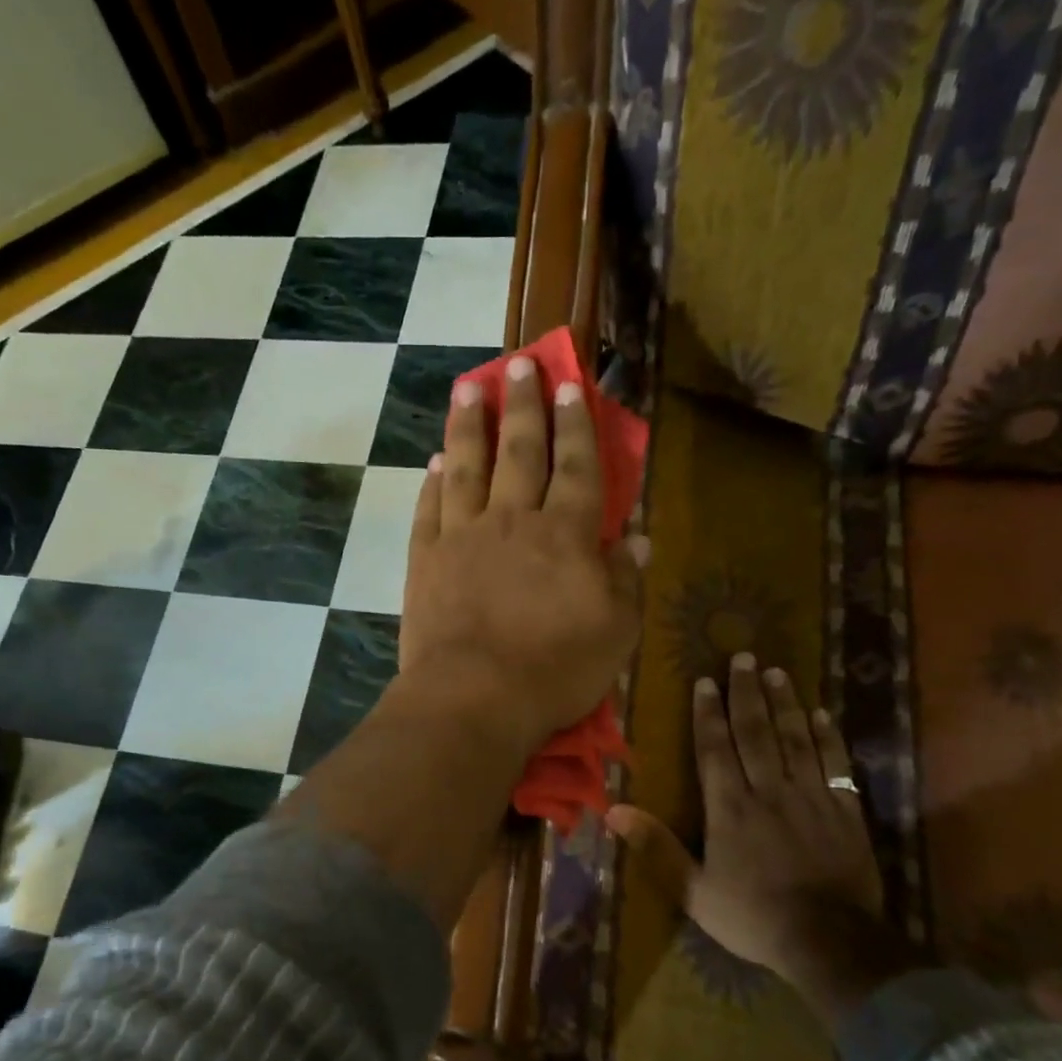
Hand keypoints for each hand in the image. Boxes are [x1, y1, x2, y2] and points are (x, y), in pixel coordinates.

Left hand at [398, 356, 645, 752]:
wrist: (474, 697)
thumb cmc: (555, 669)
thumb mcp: (616, 632)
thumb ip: (625, 580)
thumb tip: (635, 537)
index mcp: (566, 534)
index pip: (577, 467)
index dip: (578, 424)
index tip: (573, 383)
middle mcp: (514, 521)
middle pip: (521, 451)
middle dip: (524, 405)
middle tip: (522, 364)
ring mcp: (463, 537)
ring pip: (468, 467)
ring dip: (470, 424)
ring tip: (470, 387)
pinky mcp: (426, 560)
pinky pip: (430, 510)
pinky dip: (434, 483)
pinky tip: (436, 462)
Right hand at [608, 653, 914, 1027]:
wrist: (831, 944)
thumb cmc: (754, 917)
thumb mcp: (693, 892)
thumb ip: (656, 848)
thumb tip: (612, 811)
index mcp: (730, 808)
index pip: (716, 749)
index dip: (708, 713)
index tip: (705, 680)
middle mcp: (769, 791)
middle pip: (756, 732)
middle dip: (746, 693)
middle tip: (744, 657)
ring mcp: (811, 798)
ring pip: (795, 739)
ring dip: (784, 704)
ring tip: (777, 673)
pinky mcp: (845, 811)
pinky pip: (835, 764)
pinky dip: (827, 737)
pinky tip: (820, 714)